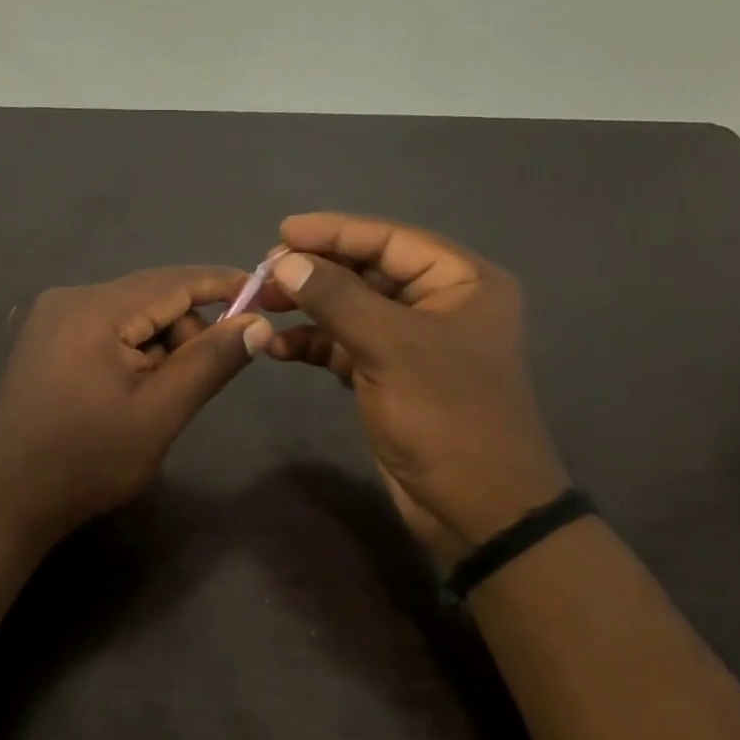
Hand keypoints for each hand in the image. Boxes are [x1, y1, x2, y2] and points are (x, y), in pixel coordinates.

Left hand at [0, 267, 271, 545]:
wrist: (7, 500)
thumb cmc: (87, 461)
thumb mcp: (159, 414)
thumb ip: (210, 362)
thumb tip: (257, 322)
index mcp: (94, 310)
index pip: (173, 281)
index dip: (223, 285)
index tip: (265, 295)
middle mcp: (70, 298)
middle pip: (151, 297)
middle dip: (186, 332)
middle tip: (194, 384)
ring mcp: (52, 317)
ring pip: (131, 315)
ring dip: (159, 347)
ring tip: (155, 399)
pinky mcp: (46, 338)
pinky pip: (108, 329)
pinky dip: (133, 353)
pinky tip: (130, 393)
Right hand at [259, 214, 569, 565]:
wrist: (476, 508)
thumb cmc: (445, 414)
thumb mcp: (389, 346)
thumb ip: (335, 297)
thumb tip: (285, 261)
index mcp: (462, 282)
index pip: (390, 240)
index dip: (335, 231)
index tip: (282, 232)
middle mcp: (440, 303)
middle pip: (367, 272)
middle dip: (316, 272)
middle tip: (265, 274)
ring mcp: (414, 342)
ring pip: (352, 309)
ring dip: (309, 308)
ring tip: (262, 307)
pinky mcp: (391, 375)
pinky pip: (346, 345)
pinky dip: (314, 344)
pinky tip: (279, 348)